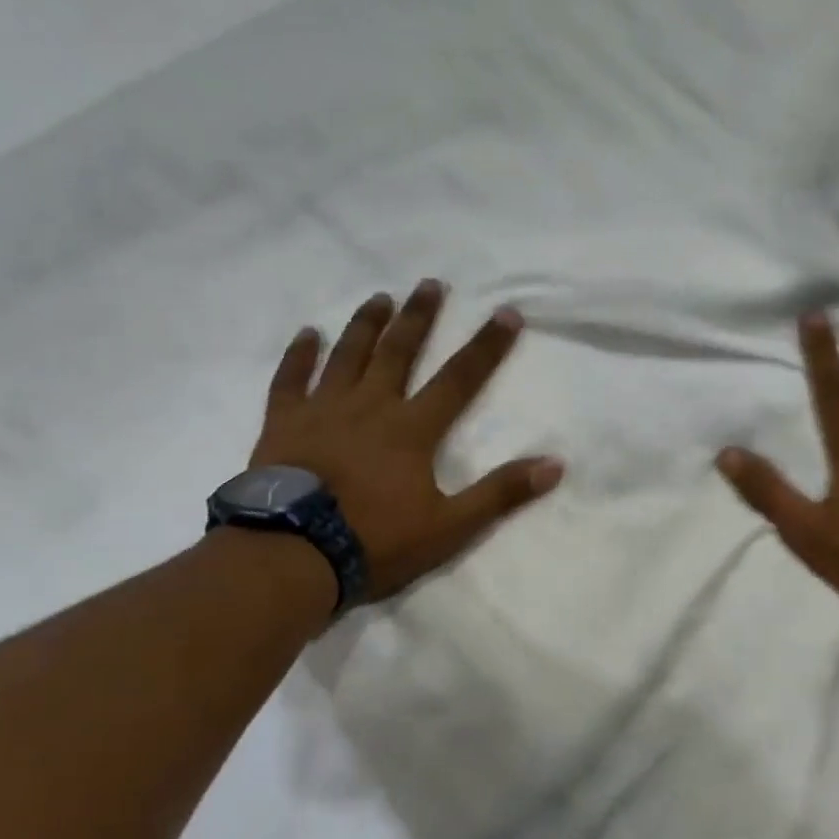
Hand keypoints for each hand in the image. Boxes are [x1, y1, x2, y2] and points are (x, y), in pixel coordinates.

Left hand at [250, 280, 563, 600]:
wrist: (293, 555)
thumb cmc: (375, 540)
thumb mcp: (450, 526)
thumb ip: (500, 493)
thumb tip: (554, 465)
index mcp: (412, 429)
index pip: (459, 378)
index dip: (487, 346)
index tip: (506, 313)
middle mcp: (370, 406)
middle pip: (399, 352)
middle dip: (419, 317)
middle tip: (431, 284)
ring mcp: (323, 410)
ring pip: (348, 355)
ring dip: (366, 325)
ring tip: (379, 297)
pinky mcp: (284, 423)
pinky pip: (290, 379)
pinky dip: (299, 355)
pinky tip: (307, 333)